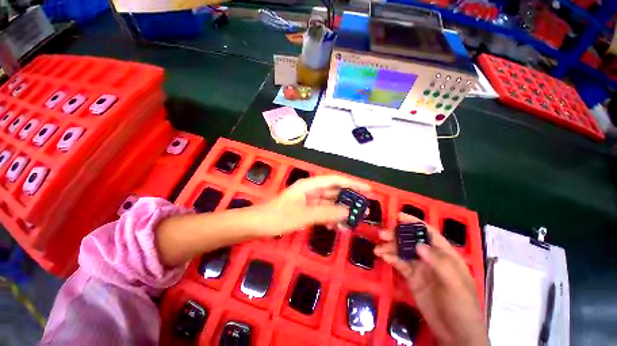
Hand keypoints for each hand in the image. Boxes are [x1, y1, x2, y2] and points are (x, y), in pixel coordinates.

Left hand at [255, 175, 370, 235]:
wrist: (257, 224)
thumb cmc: (278, 217)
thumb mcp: (304, 215)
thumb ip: (326, 213)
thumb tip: (348, 212)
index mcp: (310, 185)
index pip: (335, 180)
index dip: (352, 183)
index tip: (367, 189)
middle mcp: (310, 190)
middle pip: (334, 191)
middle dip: (349, 199)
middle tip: (364, 209)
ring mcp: (308, 200)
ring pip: (329, 203)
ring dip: (339, 211)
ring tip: (352, 222)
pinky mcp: (305, 209)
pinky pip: (322, 211)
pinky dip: (329, 217)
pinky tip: (335, 227)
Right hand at [374, 213, 486, 345]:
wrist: (455, 334)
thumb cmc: (462, 306)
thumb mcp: (454, 284)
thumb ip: (438, 262)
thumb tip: (418, 244)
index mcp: (445, 254)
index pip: (428, 232)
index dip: (414, 222)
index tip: (398, 216)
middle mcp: (431, 257)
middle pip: (411, 240)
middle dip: (396, 235)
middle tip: (382, 234)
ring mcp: (420, 267)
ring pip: (402, 251)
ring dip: (389, 247)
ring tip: (377, 249)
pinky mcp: (412, 277)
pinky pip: (399, 264)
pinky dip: (390, 258)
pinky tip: (382, 257)